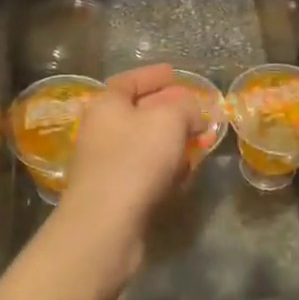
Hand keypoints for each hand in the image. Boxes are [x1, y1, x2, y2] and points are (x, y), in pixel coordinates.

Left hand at [54, 65, 203, 270]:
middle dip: (169, 110)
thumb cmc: (135, 160)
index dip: (153, 75)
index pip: (130, 81)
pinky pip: (146, 172)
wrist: (105, 226)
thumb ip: (186, 107)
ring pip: (145, 144)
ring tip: (197, 142)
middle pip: (139, 112)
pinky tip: (183, 173)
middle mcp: (102, 131)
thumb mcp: (169, 119)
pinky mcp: (116, 195)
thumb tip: (193, 114)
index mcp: (107, 105)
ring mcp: (106, 165)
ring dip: (170, 142)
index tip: (174, 73)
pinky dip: (165, 169)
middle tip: (195, 111)